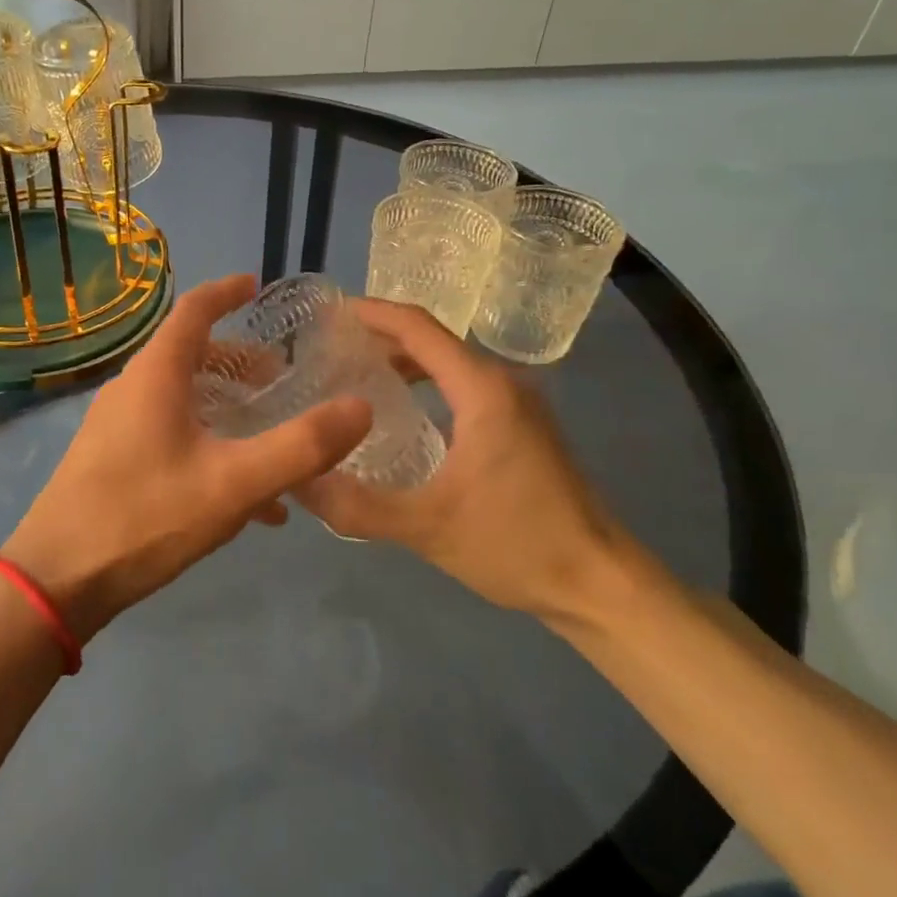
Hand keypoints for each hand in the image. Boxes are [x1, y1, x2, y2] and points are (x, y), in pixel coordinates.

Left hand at [3, 275, 371, 640]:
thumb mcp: (234, 484)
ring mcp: (117, 425)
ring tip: (271, 438)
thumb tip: (361, 407)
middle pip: (192, 356)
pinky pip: (170, 434)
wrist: (57, 580)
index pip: (194, 310)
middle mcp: (133, 388)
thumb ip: (301, 447)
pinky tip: (244, 498)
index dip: (227, 292)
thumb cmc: (145, 516)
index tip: (257, 285)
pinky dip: (208, 444)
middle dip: (241, 363)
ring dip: (228, 409)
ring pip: (183, 398)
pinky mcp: (111, 460)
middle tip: (282, 381)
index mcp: (157, 374)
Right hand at [296, 299, 627, 623]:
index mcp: (481, 390)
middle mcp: (502, 383)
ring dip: (404, 362)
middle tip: (329, 350)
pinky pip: (464, 386)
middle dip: (380, 337)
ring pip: (450, 363)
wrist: (599, 583)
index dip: (372, 313)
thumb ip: (356, 504)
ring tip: (354, 376)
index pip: (418, 328)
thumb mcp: (426, 527)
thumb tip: (296, 480)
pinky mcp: (524, 426)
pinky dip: (427, 384)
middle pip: (432, 340)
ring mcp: (518, 404)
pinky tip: (402, 413)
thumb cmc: (516, 544)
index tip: (329, 313)